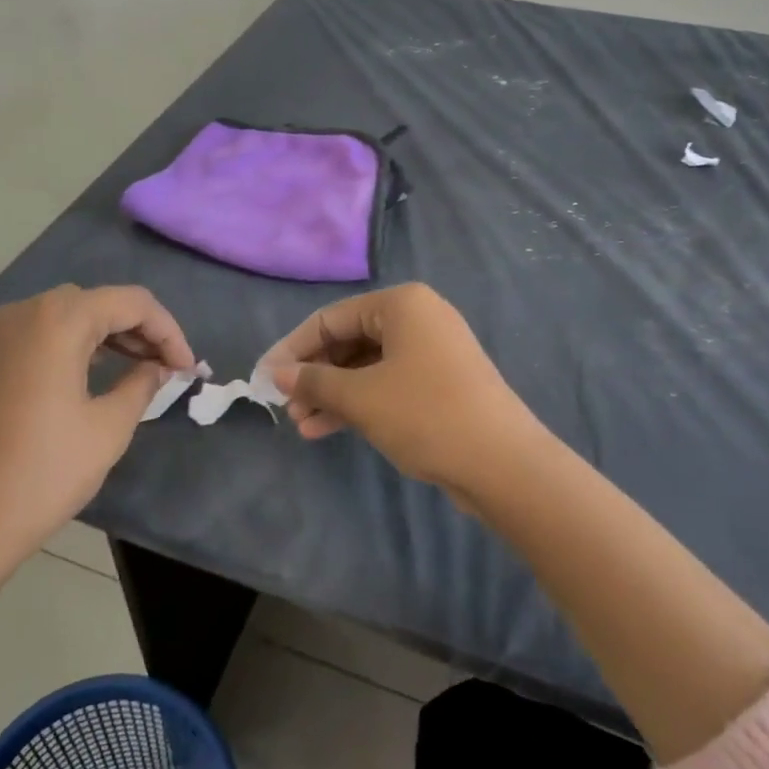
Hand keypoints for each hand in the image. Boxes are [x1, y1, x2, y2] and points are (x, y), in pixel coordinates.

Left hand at [0, 284, 194, 577]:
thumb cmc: (43, 473)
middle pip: (98, 302)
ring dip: (107, 335)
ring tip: (137, 370)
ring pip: (66, 315)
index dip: (168, 330)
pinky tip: (91, 375)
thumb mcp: (108, 428)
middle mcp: (23, 312)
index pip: (132, 302)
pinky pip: (39, 334)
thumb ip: (142, 384)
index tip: (187, 368)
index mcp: (58, 320)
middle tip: (165, 368)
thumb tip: (156, 368)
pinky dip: (72, 344)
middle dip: (139, 329)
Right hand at [263, 283, 538, 496]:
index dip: (292, 348)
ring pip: (366, 367)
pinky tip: (326, 429)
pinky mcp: (439, 383)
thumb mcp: (361, 397)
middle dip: (314, 376)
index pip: (330, 318)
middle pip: (349, 341)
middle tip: (286, 407)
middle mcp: (418, 318)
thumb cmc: (425, 414)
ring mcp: (432, 352)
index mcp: (401, 304)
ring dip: (332, 395)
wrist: (503, 464)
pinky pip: (386, 384)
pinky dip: (358, 403)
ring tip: (301, 426)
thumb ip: (314, 382)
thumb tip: (278, 374)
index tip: (264, 377)